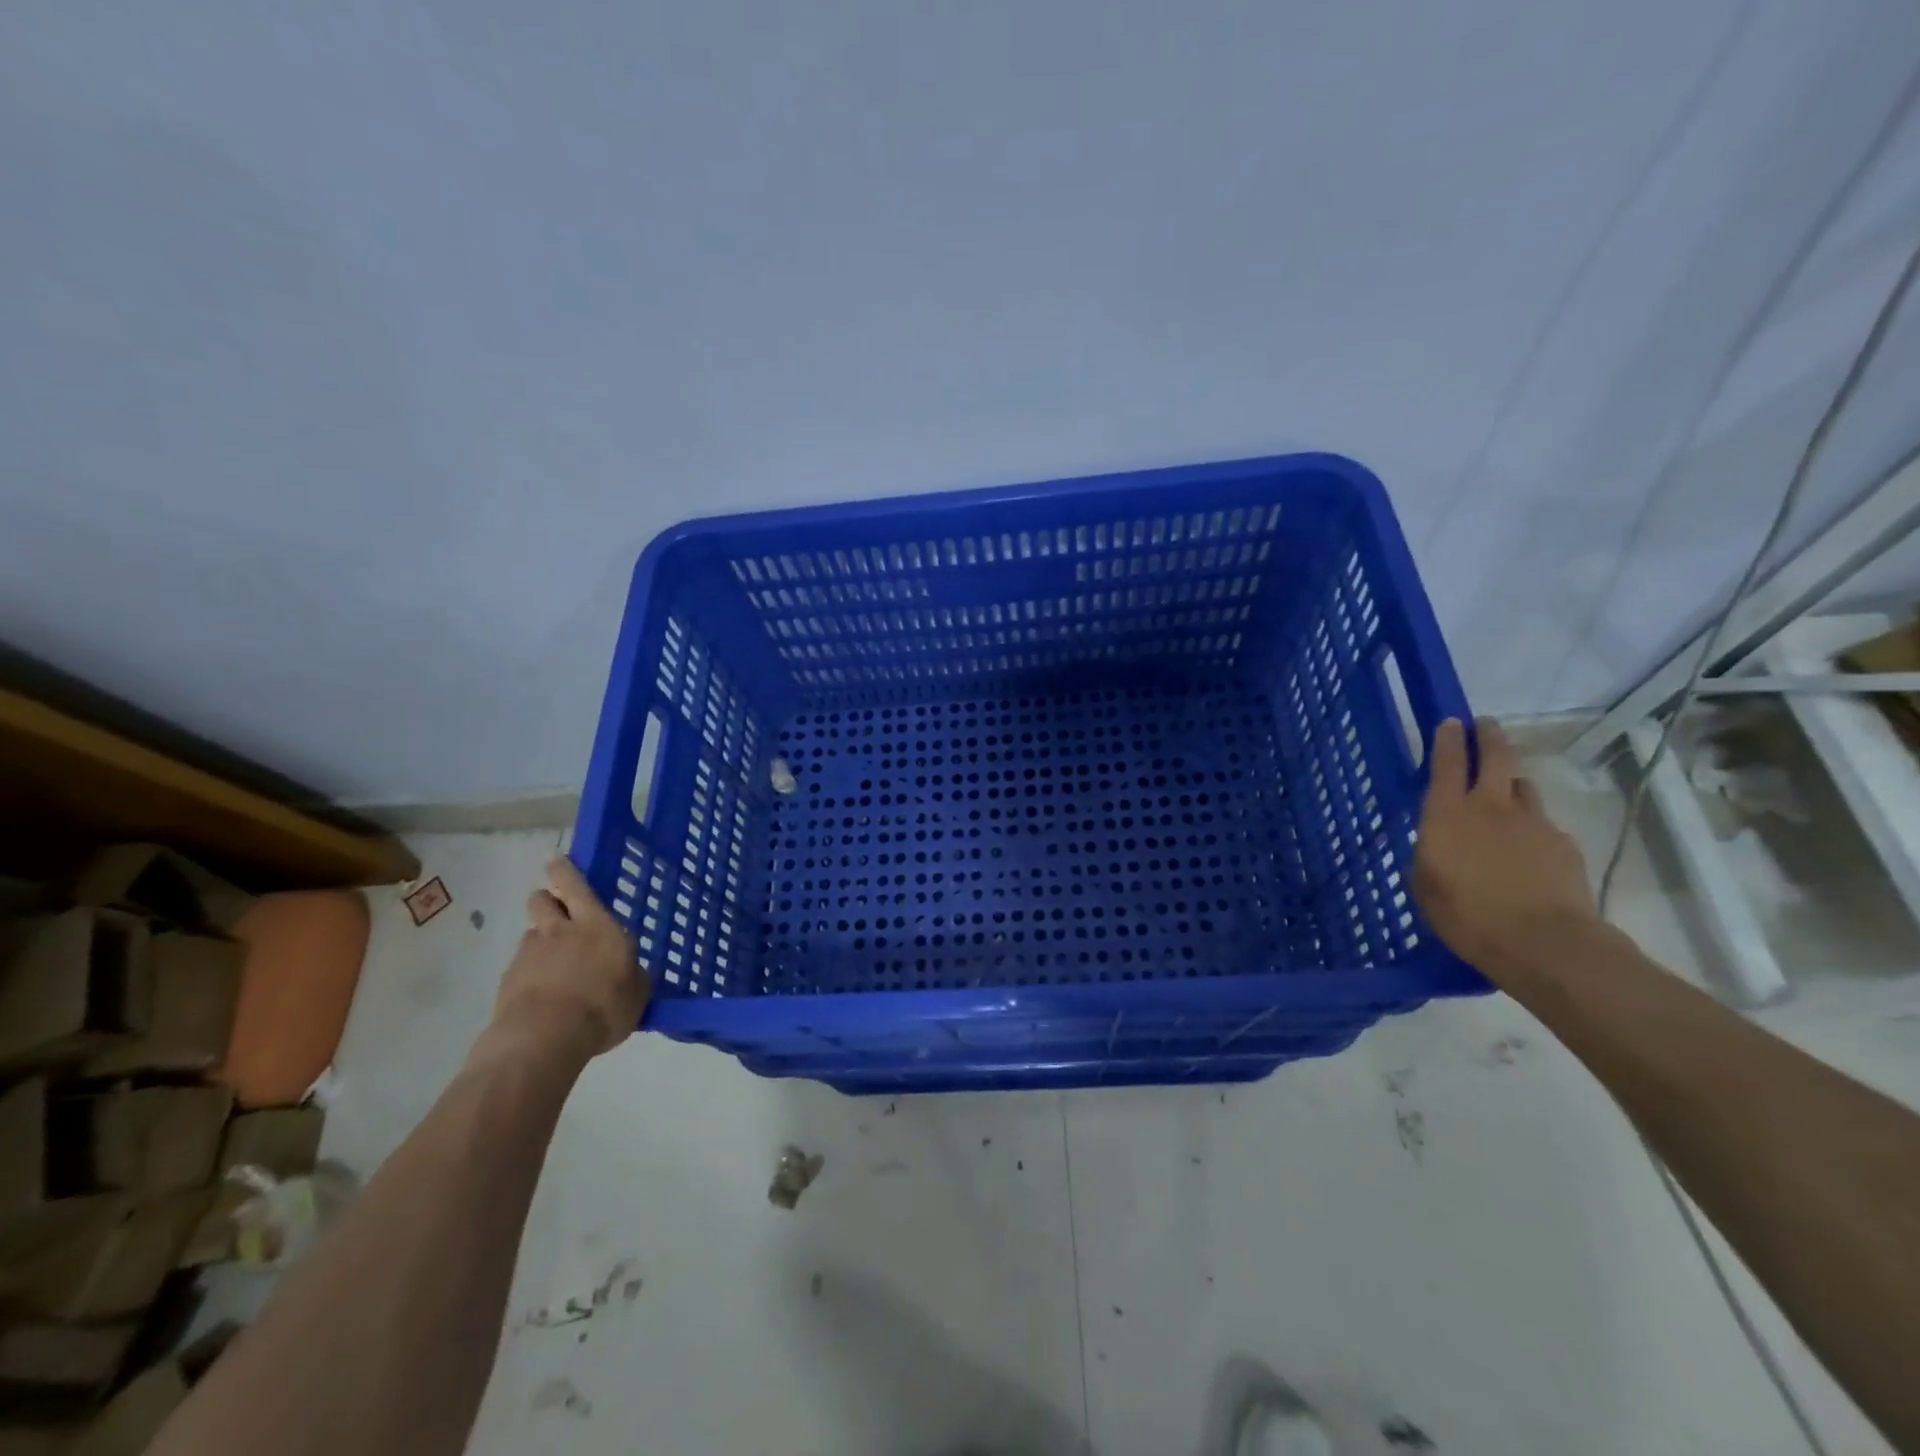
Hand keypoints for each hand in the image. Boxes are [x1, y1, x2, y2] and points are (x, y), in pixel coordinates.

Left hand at [488, 857, 647, 1059]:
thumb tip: (633, 971)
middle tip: (557, 913)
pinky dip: (529, 975)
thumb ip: (634, 976)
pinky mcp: (508, 980)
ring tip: (553, 968)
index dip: (564, 870)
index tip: (555, 860)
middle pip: (542, 900)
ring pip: (531, 934)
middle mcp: (561, 931)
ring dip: (540, 942)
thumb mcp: (637, 994)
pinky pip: (520, 967)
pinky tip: (541, 997)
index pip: (575, 886)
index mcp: (597, 926)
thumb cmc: (602, 1008)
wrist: (543, 1039)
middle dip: (547, 900)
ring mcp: (530, 954)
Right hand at [1413, 718, 1598, 979]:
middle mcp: (1490, 807)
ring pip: (1523, 785)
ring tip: (1507, 787)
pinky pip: (1543, 822)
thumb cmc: (1466, 916)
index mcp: (1448, 815)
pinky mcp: (1563, 843)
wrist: (1544, 943)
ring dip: (1513, 780)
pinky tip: (1528, 846)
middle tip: (1485, 726)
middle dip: (1489, 736)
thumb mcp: (1426, 885)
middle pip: (1496, 757)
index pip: (1448, 763)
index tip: (1451, 722)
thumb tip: (1439, 843)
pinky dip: (1532, 824)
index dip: (1449, 740)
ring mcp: (1533, 822)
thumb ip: (1430, 854)